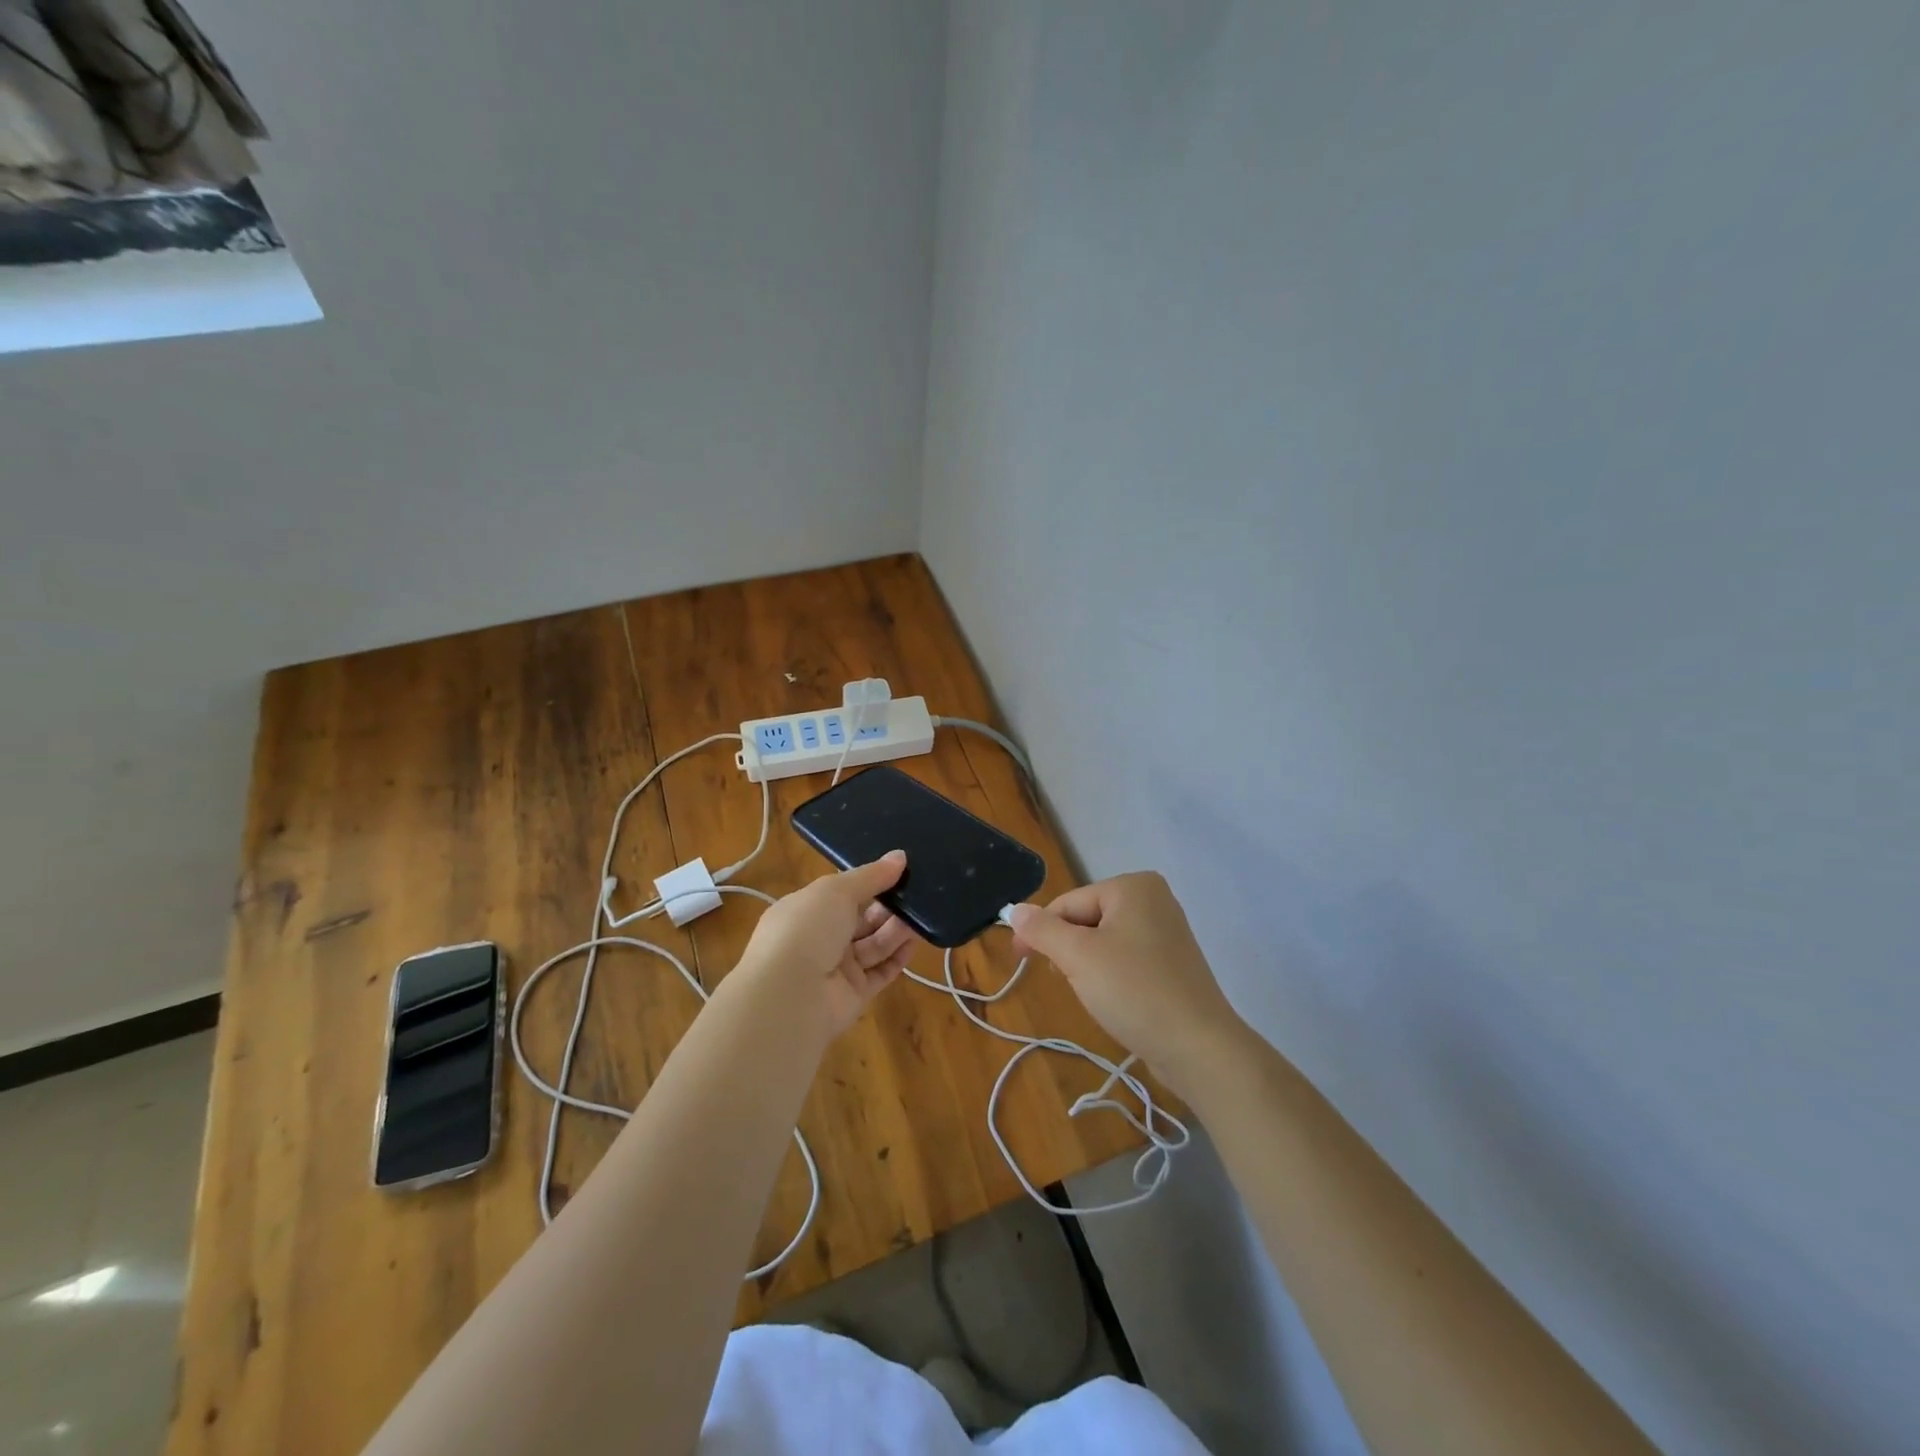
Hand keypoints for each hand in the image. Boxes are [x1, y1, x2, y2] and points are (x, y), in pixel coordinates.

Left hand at [730, 851, 917, 1038]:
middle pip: (861, 919)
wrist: (790, 995)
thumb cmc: (807, 929)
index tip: (898, 870)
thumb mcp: (837, 890)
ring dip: (897, 930)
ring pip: (873, 945)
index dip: (868, 882)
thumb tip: (900, 856)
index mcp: (806, 910)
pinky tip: (915, 942)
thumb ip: (871, 875)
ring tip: (924, 913)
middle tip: (917, 893)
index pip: (841, 894)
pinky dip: (898, 958)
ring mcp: (836, 969)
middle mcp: (819, 939)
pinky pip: (880, 973)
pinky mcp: (854, 995)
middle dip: (887, 907)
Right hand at [1008, 872, 1244, 1096]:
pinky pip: (1125, 959)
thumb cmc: (1134, 991)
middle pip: (1086, 919)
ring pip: (1103, 941)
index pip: (1068, 903)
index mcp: (1133, 886)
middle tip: (1066, 981)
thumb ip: (1042, 929)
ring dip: (1087, 966)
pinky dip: (1110, 976)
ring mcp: (1166, 931)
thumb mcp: (1078, 956)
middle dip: (1069, 950)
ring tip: (1094, 994)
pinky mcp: (1172, 963)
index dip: (1041, 931)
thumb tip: (1014, 910)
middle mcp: (1153, 899)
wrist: (1199, 1047)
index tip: (1021, 961)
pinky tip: (1114, 999)